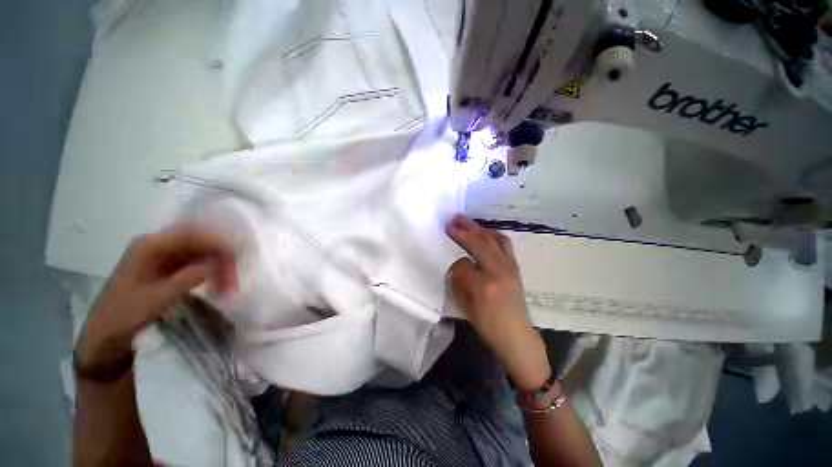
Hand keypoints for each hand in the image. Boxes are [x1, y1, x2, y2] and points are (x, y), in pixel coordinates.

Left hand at [74, 229, 236, 378]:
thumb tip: (217, 264)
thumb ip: (186, 279)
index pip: (190, 234)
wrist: (106, 337)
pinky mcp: (169, 269)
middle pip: (199, 242)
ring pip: (201, 254)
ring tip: (230, 285)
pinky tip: (220, 284)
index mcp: (148, 247)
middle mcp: (157, 246)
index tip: (239, 252)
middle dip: (221, 257)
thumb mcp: (155, 300)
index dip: (216, 240)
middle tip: (235, 277)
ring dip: (219, 266)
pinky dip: (212, 272)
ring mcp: (164, 258)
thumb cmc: (124, 316)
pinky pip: (197, 264)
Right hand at [447, 215, 549, 389]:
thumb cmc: (488, 324)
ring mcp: (509, 265)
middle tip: (451, 221)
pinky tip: (484, 231)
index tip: (446, 252)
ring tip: (464, 220)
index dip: (453, 258)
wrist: (516, 334)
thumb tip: (457, 262)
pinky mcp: (514, 265)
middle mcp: (498, 270)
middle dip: (463, 230)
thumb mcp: (467, 306)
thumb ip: (459, 281)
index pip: (462, 263)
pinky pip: (504, 242)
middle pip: (478, 243)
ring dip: (476, 227)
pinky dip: (492, 233)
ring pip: (491, 238)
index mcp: (483, 284)